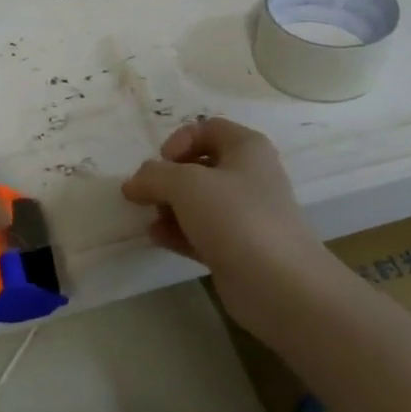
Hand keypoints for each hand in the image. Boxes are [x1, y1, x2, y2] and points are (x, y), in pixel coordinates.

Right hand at [121, 117, 332, 336]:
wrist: (277, 283)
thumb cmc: (235, 217)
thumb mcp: (186, 184)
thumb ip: (154, 176)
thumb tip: (133, 183)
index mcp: (246, 148)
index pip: (208, 128)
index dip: (180, 140)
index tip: (162, 163)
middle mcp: (249, 176)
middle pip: (200, 167)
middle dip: (168, 178)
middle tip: (147, 195)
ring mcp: (244, 215)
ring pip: (198, 202)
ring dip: (169, 207)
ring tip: (151, 219)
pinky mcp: (236, 248)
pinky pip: (200, 232)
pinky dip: (178, 232)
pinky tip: (157, 238)